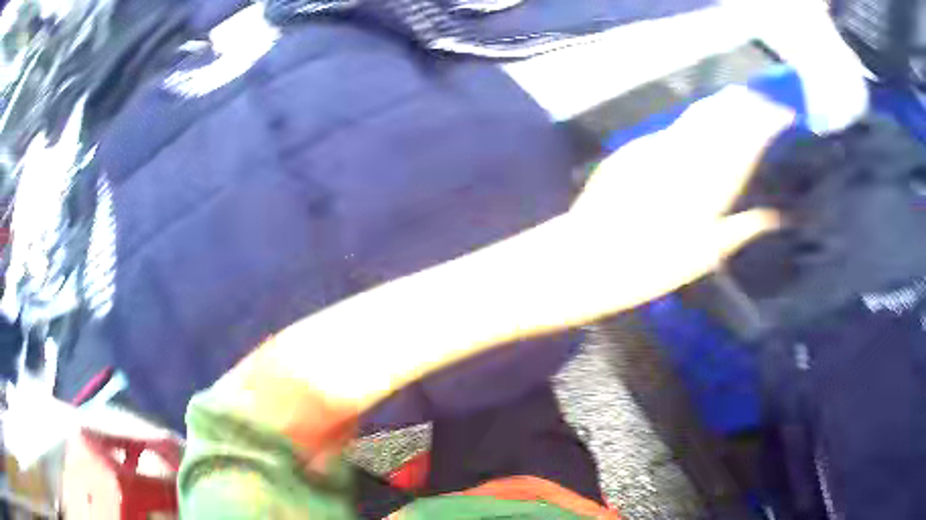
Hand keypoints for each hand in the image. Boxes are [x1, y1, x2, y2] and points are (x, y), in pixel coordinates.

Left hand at [564, 86, 793, 314]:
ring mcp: (658, 145)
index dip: (768, 119)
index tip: (785, 113)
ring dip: (723, 105)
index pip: (748, 137)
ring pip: (698, 114)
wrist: (591, 258)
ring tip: (741, 101)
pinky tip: (701, 125)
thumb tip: (774, 217)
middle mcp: (688, 153)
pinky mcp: (635, 147)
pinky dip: (694, 122)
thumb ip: (743, 227)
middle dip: (748, 103)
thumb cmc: (653, 266)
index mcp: (712, 182)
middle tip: (765, 102)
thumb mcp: (707, 254)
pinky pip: (674, 127)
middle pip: (724, 114)